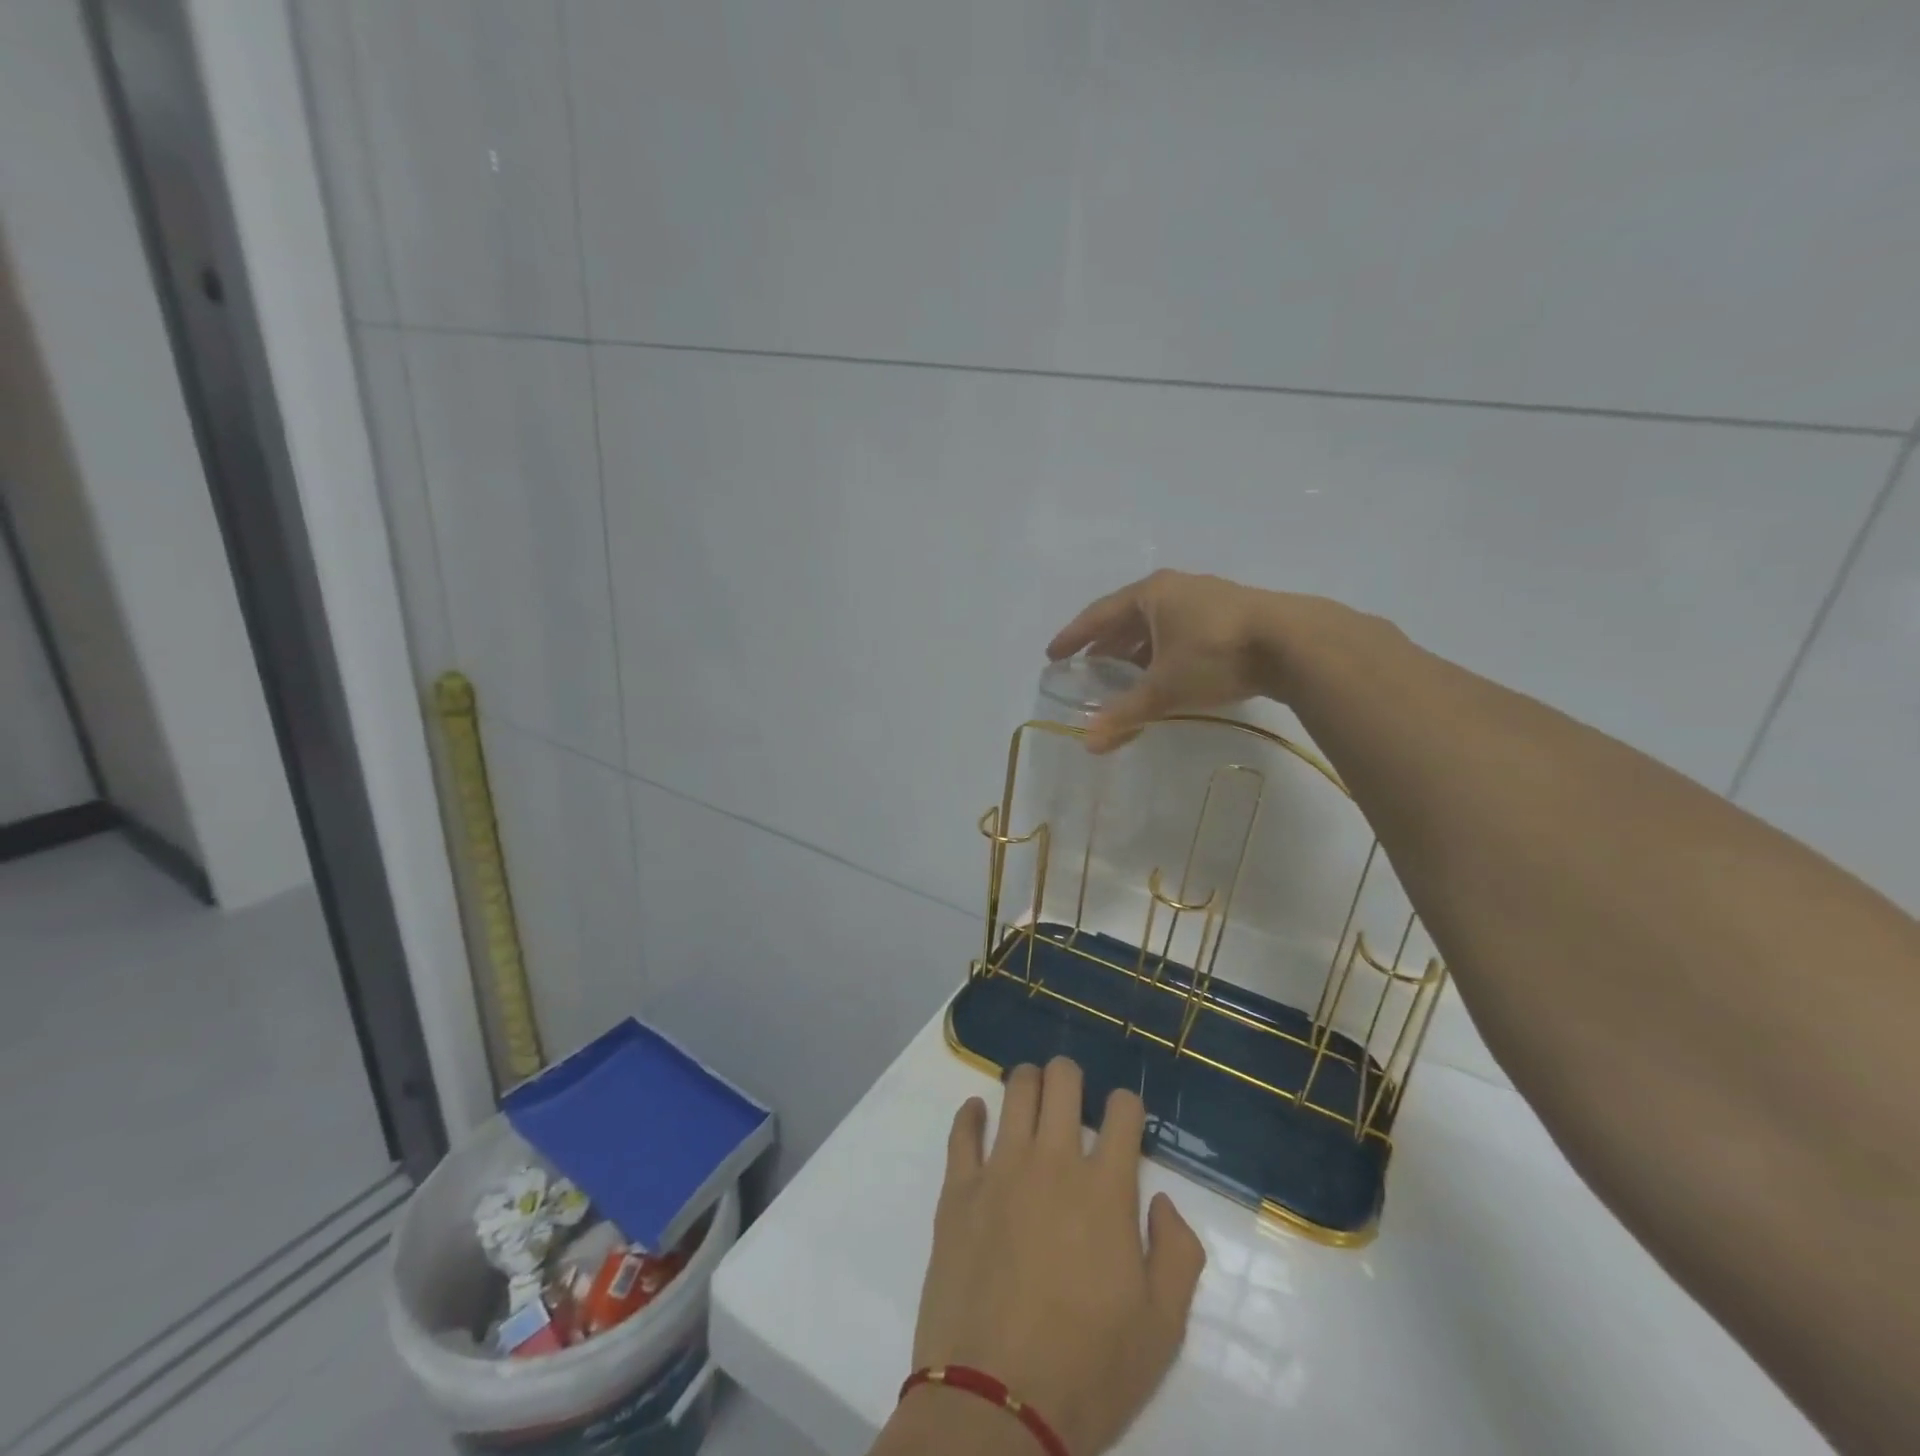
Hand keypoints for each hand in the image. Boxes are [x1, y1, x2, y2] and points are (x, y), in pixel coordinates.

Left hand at [908, 1058, 1205, 1455]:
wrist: (995, 1405)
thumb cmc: (1088, 1370)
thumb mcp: (1163, 1329)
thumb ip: (1177, 1253)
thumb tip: (1160, 1199)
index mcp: (1105, 1189)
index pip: (1123, 1110)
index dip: (1128, 1106)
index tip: (1124, 1122)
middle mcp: (1053, 1162)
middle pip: (1062, 1080)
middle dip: (1072, 1078)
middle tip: (1072, 1100)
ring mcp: (1001, 1169)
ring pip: (1015, 1090)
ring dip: (1029, 1083)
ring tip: (1032, 1099)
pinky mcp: (958, 1189)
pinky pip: (962, 1130)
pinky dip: (972, 1114)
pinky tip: (979, 1114)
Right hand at [1046, 570, 1277, 751]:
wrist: (1294, 643)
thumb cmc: (1215, 656)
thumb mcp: (1165, 689)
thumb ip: (1125, 715)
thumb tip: (1087, 744)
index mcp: (1151, 594)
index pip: (1098, 615)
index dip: (1073, 637)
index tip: (1053, 655)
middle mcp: (1176, 588)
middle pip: (1127, 616)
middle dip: (1106, 643)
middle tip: (1088, 667)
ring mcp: (1207, 598)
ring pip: (1158, 623)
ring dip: (1137, 648)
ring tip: (1124, 674)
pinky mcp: (1233, 615)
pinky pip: (1182, 630)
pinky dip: (1164, 650)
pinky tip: (1167, 672)